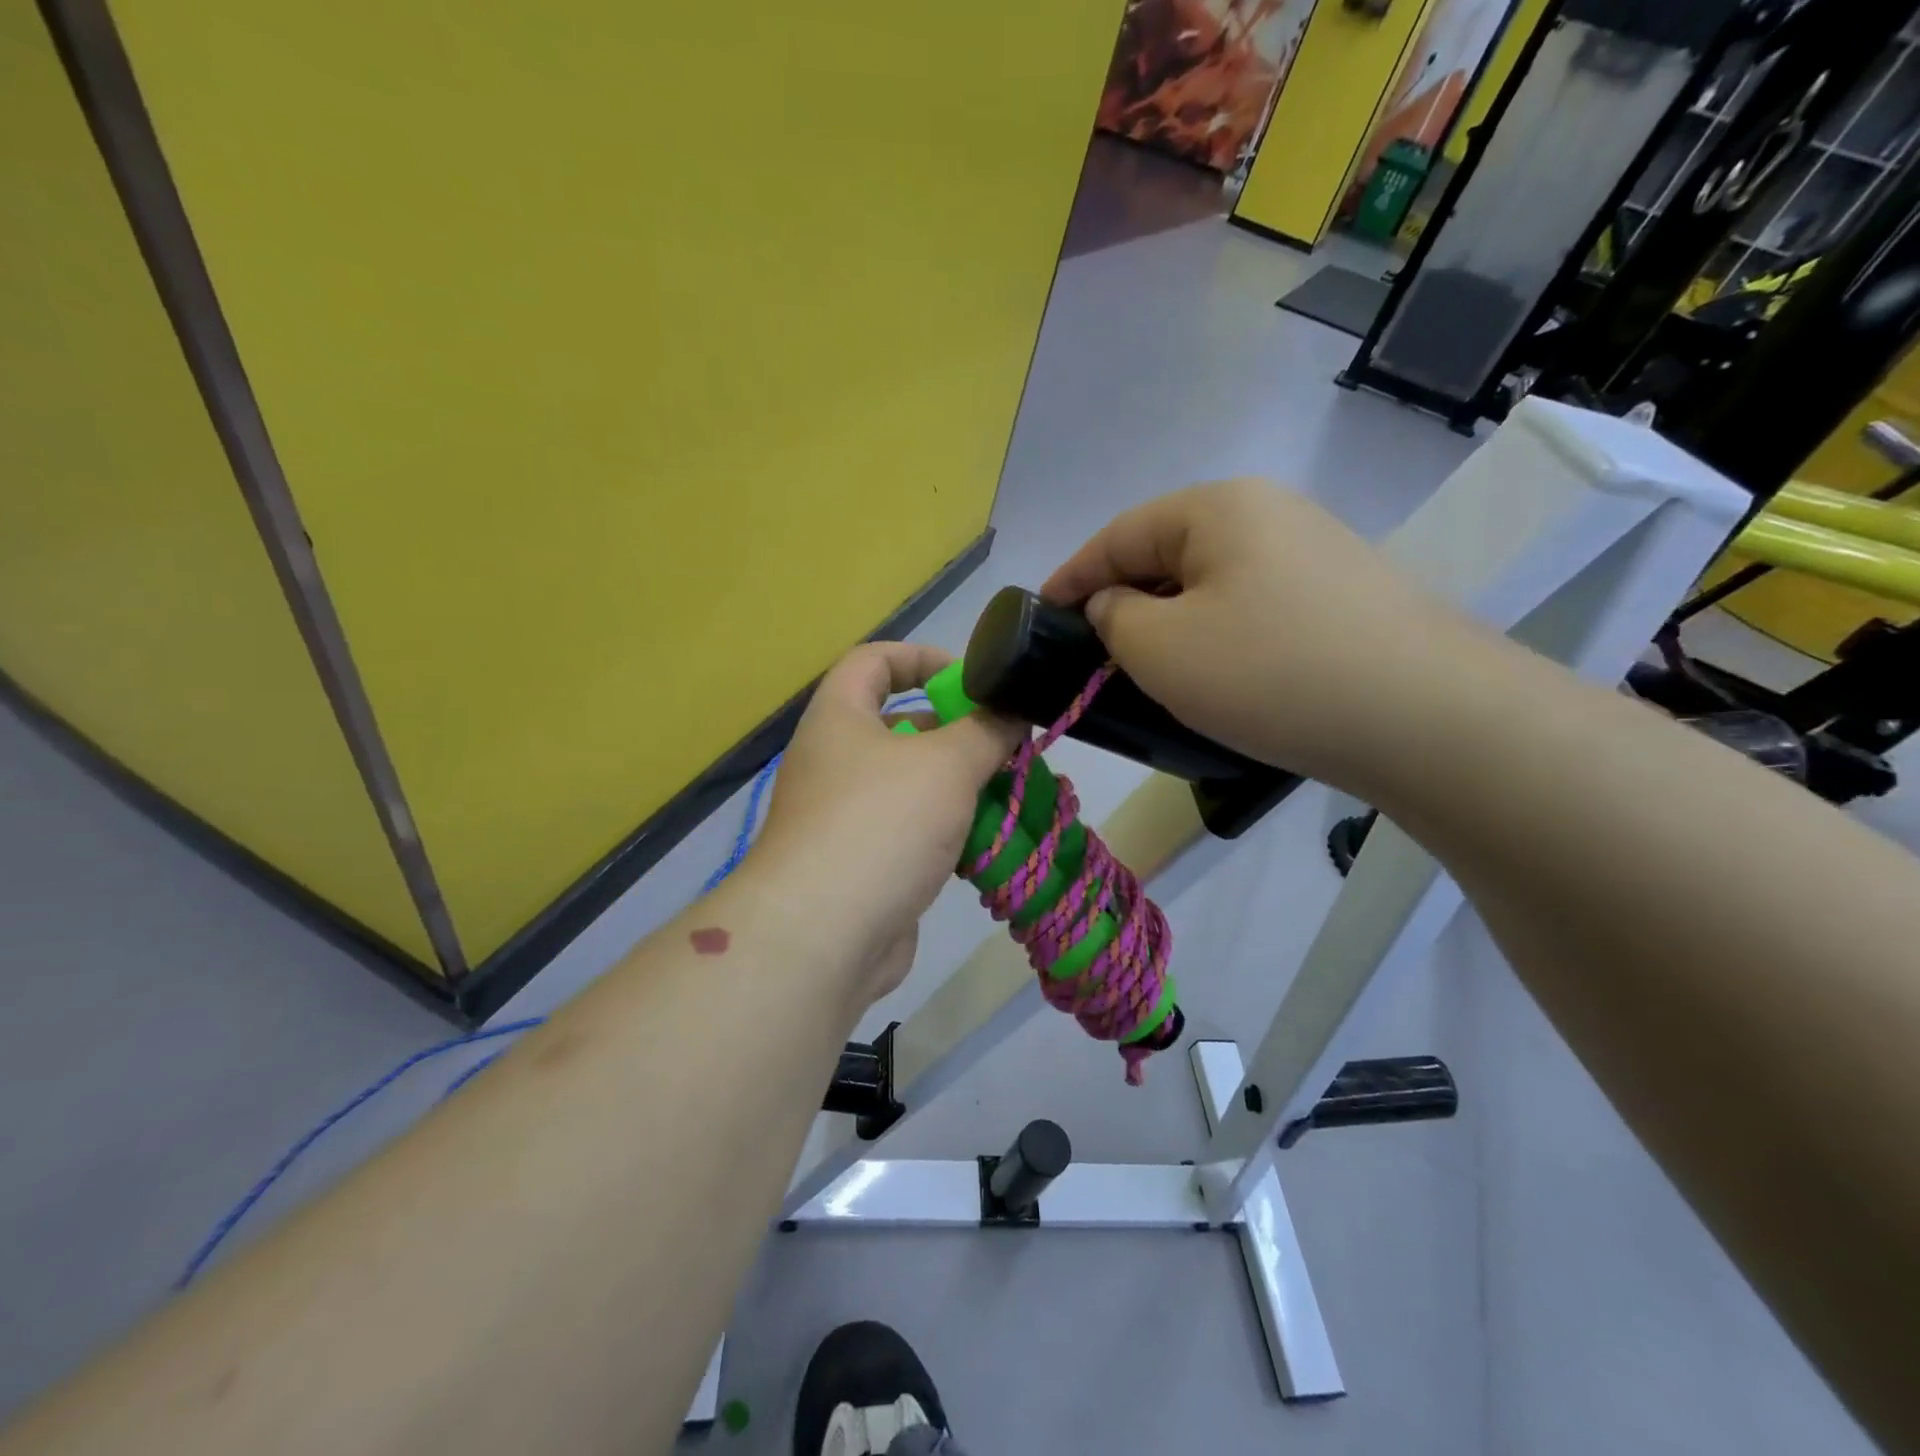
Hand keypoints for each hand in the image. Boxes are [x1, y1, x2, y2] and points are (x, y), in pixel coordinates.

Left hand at [748, 642, 1023, 1004]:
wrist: (823, 935)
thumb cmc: (880, 824)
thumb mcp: (946, 764)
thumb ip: (987, 729)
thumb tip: (1013, 709)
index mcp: (839, 717)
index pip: (874, 660)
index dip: (922, 657)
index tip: (972, 677)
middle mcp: (836, 760)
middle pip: (901, 725)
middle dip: (956, 731)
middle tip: (1006, 744)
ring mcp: (846, 815)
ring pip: (913, 784)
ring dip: (959, 786)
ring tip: (1010, 791)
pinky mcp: (863, 862)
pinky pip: (912, 830)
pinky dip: (947, 830)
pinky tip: (986, 842)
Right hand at [1042, 479, 1477, 789]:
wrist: (1426, 717)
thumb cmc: (1270, 672)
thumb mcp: (1160, 648)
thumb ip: (1114, 617)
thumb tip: (1116, 604)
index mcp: (1218, 507)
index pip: (1119, 535)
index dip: (1072, 577)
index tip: (1039, 615)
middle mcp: (1269, 513)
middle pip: (1167, 554)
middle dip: (1123, 601)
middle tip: (1092, 654)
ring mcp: (1314, 553)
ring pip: (1212, 584)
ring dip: (1171, 624)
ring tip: (1148, 672)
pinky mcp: (1343, 598)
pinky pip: (1253, 608)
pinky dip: (1218, 636)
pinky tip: (1216, 677)